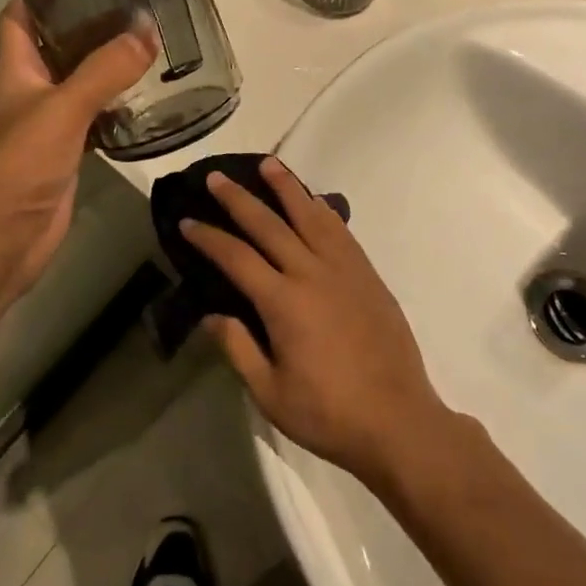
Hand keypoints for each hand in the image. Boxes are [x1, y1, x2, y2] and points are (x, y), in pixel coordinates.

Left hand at [0, 0, 153, 299]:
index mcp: (15, 69)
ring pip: (81, 83)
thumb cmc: (15, 165)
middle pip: (58, 46)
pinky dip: (118, 108)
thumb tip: (146, 31)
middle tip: (137, 4)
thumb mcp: (61, 109)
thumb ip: (104, 71)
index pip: (21, 16)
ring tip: (152, 42)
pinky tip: (149, 99)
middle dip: (90, 24)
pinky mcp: (67, 155)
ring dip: (109, 66)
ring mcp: (49, 125)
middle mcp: (30, 91)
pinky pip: (96, 120)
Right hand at [183, 158, 452, 488]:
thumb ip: (238, 348)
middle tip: (217, 177)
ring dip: (286, 187)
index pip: (236, 258)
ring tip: (268, 164)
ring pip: (309, 215)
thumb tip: (210, 316)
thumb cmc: (329, 414)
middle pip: (269, 224)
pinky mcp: (367, 275)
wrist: (399, 422)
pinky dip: (323, 209)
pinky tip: (314, 200)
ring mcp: (344, 270)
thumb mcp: (271, 394)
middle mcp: (311, 273)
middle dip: (238, 199)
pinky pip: (340, 231)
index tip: (186, 222)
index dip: (208, 238)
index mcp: (283, 302)